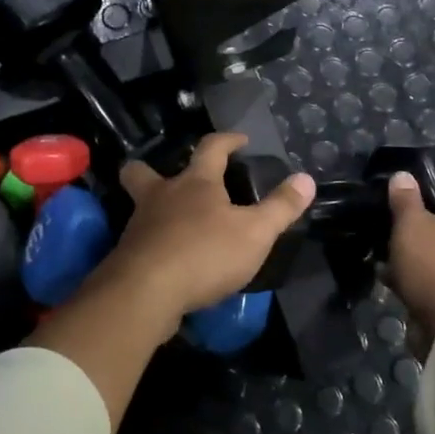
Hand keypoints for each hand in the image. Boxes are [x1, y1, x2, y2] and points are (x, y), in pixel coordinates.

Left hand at [82, 132, 315, 331]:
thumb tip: (306, 178)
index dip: (227, 140)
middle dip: (153, 169)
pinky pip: (141, 241)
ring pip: (140, 207)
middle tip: (173, 179)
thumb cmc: (205, 253)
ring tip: (177, 224)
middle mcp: (161, 196)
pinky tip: (169, 258)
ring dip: (156, 209)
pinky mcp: (129, 256)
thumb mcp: (255, 233)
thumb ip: (281, 207)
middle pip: (144, 172)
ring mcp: (140, 225)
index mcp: (195, 182)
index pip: (211, 148)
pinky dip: (154, 243)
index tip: (240, 140)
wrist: (146, 293)